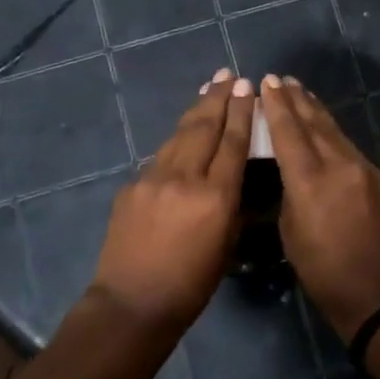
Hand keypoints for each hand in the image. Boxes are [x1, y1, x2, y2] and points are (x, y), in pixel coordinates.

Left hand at [89, 69, 254, 330]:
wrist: (131, 304)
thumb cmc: (191, 285)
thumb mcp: (227, 245)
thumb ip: (232, 204)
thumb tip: (233, 175)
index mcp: (215, 197)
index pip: (232, 143)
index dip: (241, 112)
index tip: (248, 87)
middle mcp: (184, 178)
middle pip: (205, 127)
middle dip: (219, 98)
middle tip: (229, 74)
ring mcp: (153, 179)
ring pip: (179, 134)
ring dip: (197, 109)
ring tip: (209, 88)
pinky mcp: (132, 186)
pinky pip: (160, 156)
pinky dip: (176, 139)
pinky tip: (183, 133)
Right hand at [261, 75, 379, 341]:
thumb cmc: (325, 274)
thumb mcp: (291, 235)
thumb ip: (289, 195)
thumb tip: (290, 174)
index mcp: (310, 180)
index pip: (289, 132)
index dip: (276, 106)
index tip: (267, 82)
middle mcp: (338, 164)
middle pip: (315, 123)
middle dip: (297, 100)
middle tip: (283, 79)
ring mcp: (363, 168)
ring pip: (335, 131)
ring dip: (316, 111)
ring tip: (302, 93)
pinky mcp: (379, 178)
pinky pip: (349, 146)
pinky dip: (333, 132)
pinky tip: (326, 128)